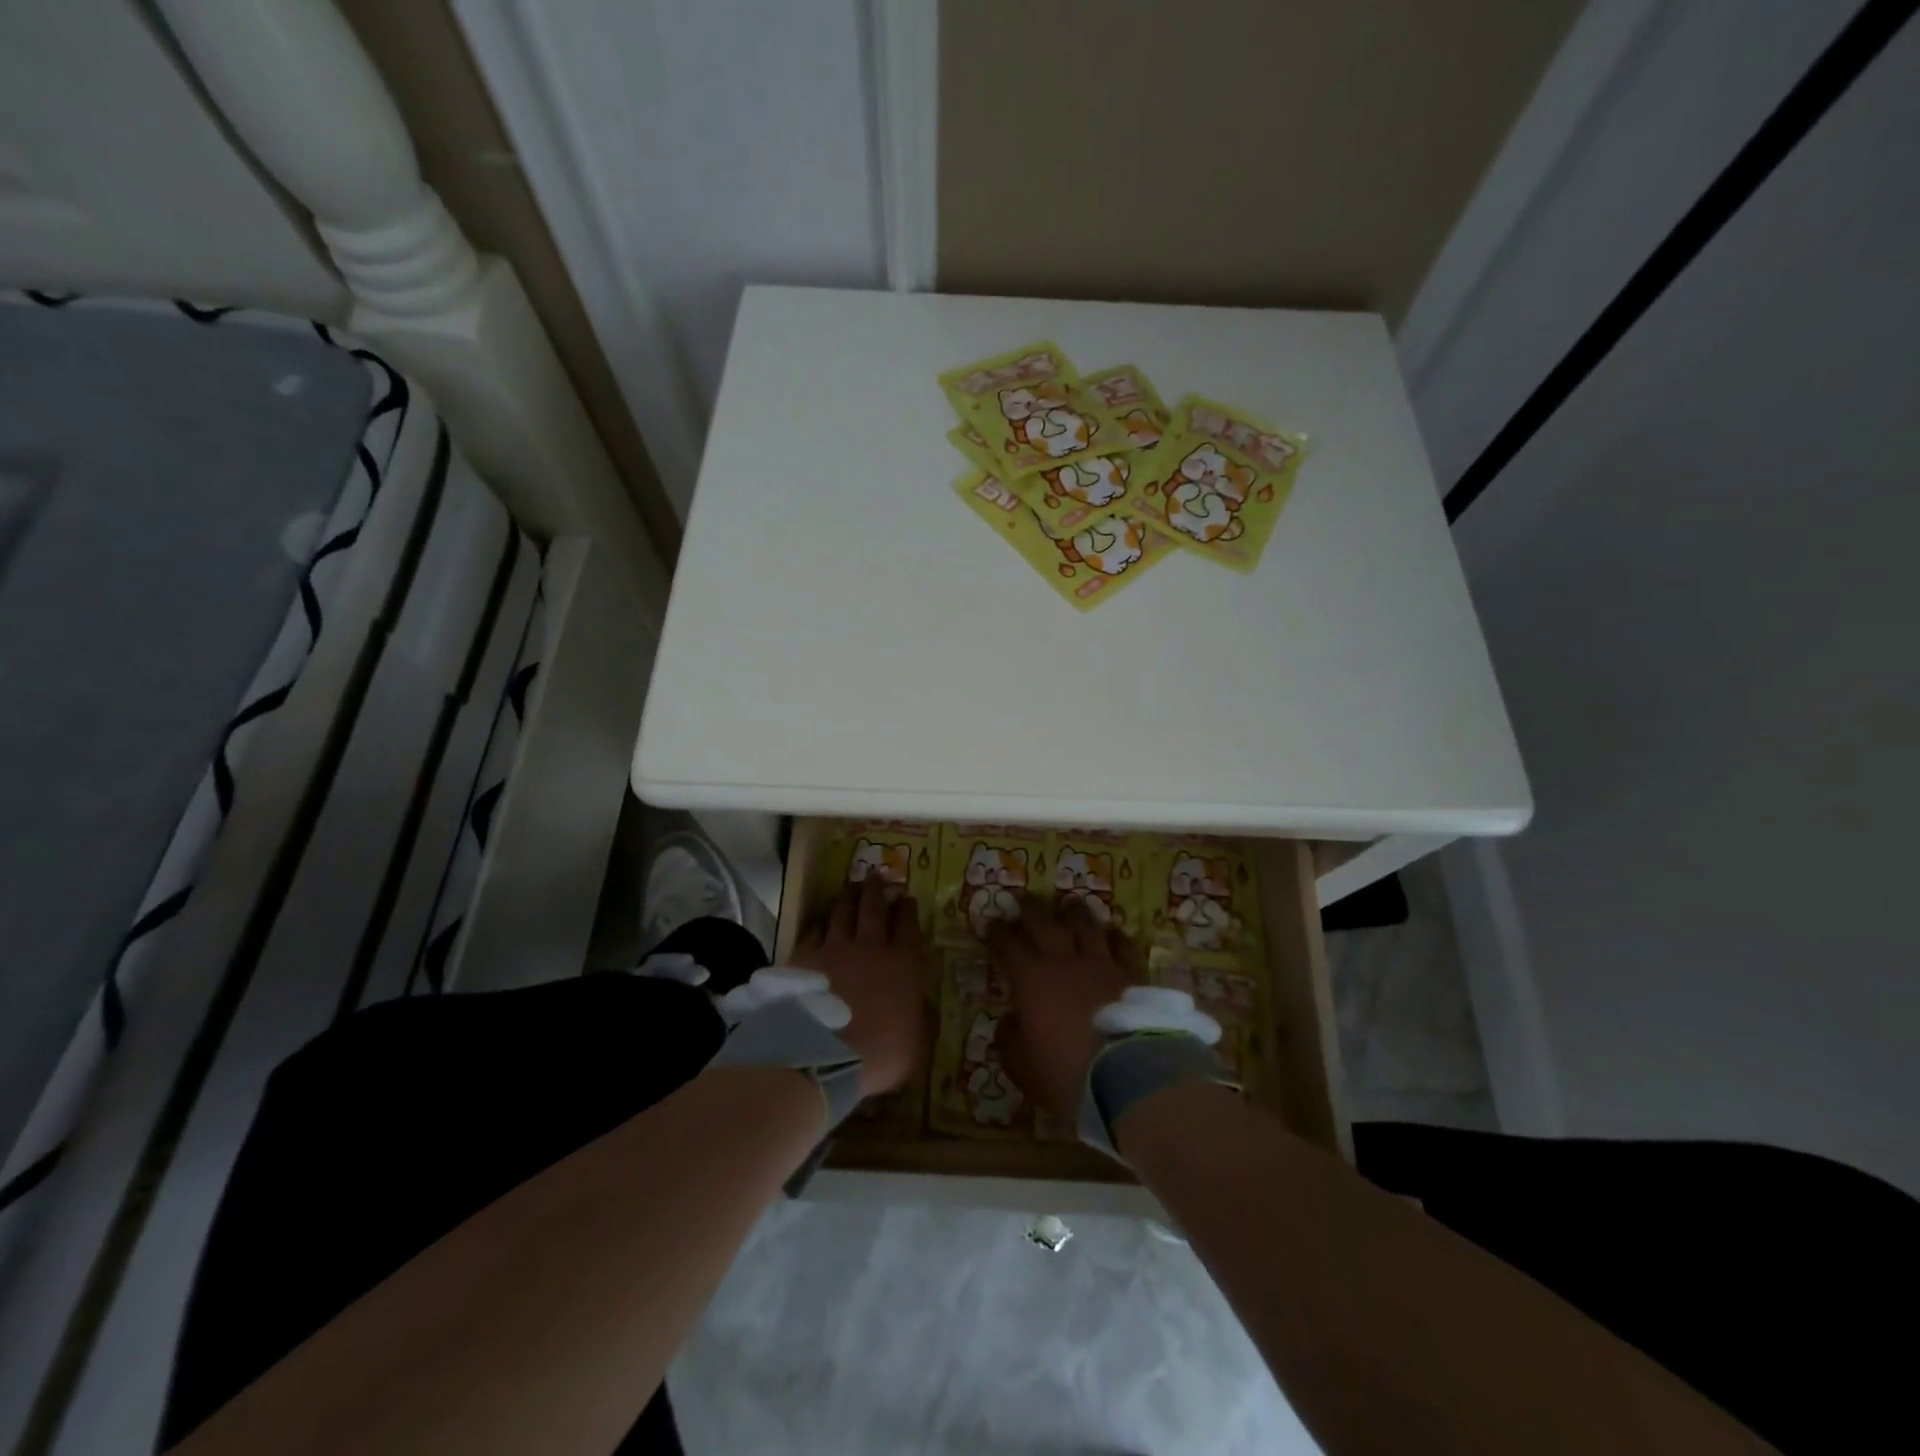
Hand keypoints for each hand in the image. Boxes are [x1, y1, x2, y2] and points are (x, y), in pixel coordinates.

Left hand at [790, 876, 929, 1096]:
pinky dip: (820, 921)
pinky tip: (821, 919)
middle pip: (874, 909)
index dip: (908, 910)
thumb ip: (921, 1017)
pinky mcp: (805, 958)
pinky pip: (814, 931)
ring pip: (843, 912)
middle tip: (876, 875)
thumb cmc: (880, 1053)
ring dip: (848, 897)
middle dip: (877, 890)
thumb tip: (922, 1003)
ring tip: (851, 886)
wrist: (823, 1055)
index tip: (906, 898)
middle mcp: (870, 948)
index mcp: (903, 964)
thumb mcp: (918, 1043)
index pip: (908, 927)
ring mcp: (835, 949)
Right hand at [987, 896, 1139, 1123]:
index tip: (992, 923)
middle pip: (1043, 922)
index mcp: (1031, 979)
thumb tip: (1010, 1020)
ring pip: (1085, 923)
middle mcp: (1064, 961)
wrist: (1127, 1076)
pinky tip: (1112, 932)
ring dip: (1073, 911)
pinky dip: (1114, 935)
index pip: (1008, 945)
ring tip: (1068, 904)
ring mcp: (1100, 963)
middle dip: (1029, 908)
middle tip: (1022, 899)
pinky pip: (1122, 944)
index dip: (997, 933)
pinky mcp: (1131, 973)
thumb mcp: (1022, 1066)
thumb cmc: (1066, 1074)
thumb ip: (1010, 1039)